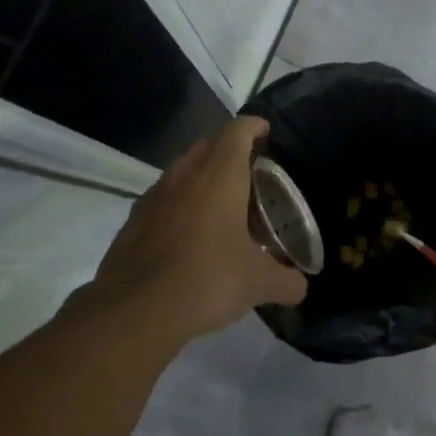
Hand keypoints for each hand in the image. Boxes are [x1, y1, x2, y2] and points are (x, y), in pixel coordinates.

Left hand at [83, 117, 306, 345]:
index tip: (266, 131)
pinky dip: (182, 201)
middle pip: (208, 144)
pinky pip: (165, 196)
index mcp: (219, 175)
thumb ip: (286, 281)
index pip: (237, 131)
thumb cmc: (207, 279)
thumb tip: (300, 286)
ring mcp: (155, 195)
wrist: (135, 309)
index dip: (253, 126)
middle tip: (250, 169)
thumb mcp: (258, 283)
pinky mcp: (135, 219)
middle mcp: (185, 174)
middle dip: (229, 148)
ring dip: (203, 174)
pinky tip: (191, 232)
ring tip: (223, 200)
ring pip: (183, 169)